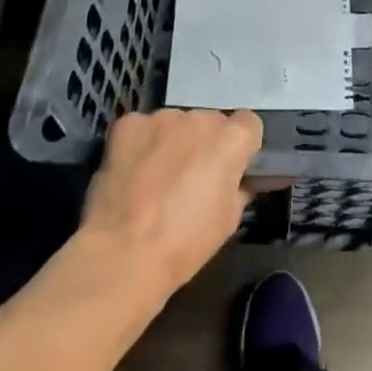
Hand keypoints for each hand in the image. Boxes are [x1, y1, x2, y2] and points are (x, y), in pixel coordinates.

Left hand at [81, 108, 262, 293]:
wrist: (123, 253)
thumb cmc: (185, 242)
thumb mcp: (229, 219)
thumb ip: (238, 186)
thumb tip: (236, 179)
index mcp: (232, 139)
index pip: (247, 124)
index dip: (239, 147)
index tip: (229, 169)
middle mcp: (200, 118)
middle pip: (209, 123)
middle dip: (203, 143)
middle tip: (190, 177)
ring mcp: (162, 118)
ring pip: (174, 124)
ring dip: (171, 142)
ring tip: (155, 177)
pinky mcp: (128, 124)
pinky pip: (141, 129)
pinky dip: (139, 144)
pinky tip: (131, 172)